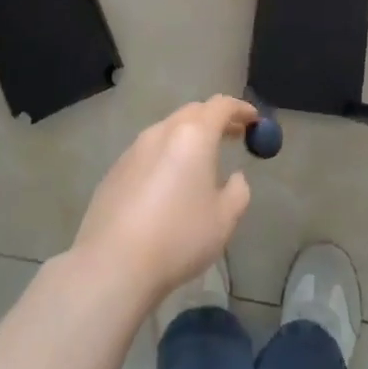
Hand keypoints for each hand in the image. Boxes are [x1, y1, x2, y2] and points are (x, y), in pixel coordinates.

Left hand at [69, 96, 257, 308]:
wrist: (113, 263)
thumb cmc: (178, 237)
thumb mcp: (224, 220)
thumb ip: (238, 192)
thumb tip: (235, 178)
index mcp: (193, 136)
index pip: (220, 106)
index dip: (240, 109)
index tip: (253, 119)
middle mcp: (161, 132)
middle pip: (193, 112)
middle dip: (215, 119)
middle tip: (233, 135)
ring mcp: (134, 149)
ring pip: (168, 130)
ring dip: (189, 137)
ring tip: (202, 160)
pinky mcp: (116, 169)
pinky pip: (148, 151)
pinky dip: (166, 154)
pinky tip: (169, 183)